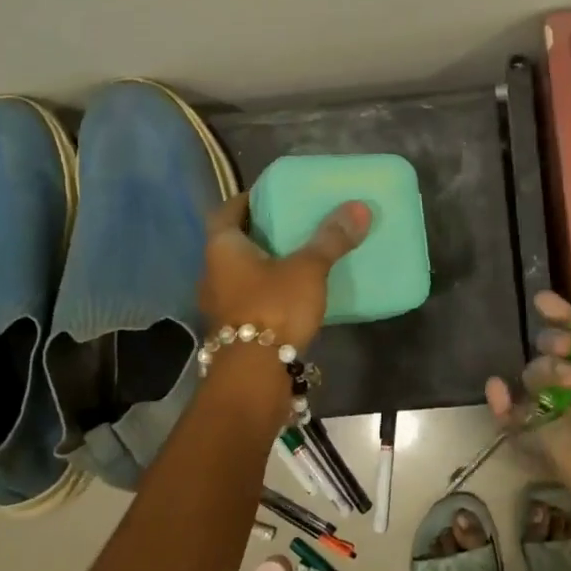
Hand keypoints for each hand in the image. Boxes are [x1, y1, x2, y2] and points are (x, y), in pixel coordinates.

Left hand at [199, 194, 371, 351]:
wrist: (254, 375)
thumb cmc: (273, 308)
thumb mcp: (308, 269)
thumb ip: (331, 239)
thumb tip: (358, 206)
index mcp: (222, 249)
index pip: (225, 212)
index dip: (244, 201)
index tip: (268, 195)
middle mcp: (212, 273)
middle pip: (232, 244)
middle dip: (258, 233)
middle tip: (288, 223)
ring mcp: (219, 305)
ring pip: (240, 273)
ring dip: (261, 265)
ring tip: (294, 257)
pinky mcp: (232, 331)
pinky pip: (249, 299)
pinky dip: (266, 291)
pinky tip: (291, 294)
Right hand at [485, 292, 570, 532]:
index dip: (564, 318)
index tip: (540, 300)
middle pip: (554, 353)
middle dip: (553, 342)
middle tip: (562, 350)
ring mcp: (562, 415)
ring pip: (533, 376)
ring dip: (543, 370)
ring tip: (566, 382)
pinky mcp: (540, 439)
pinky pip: (510, 417)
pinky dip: (498, 401)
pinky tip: (498, 387)